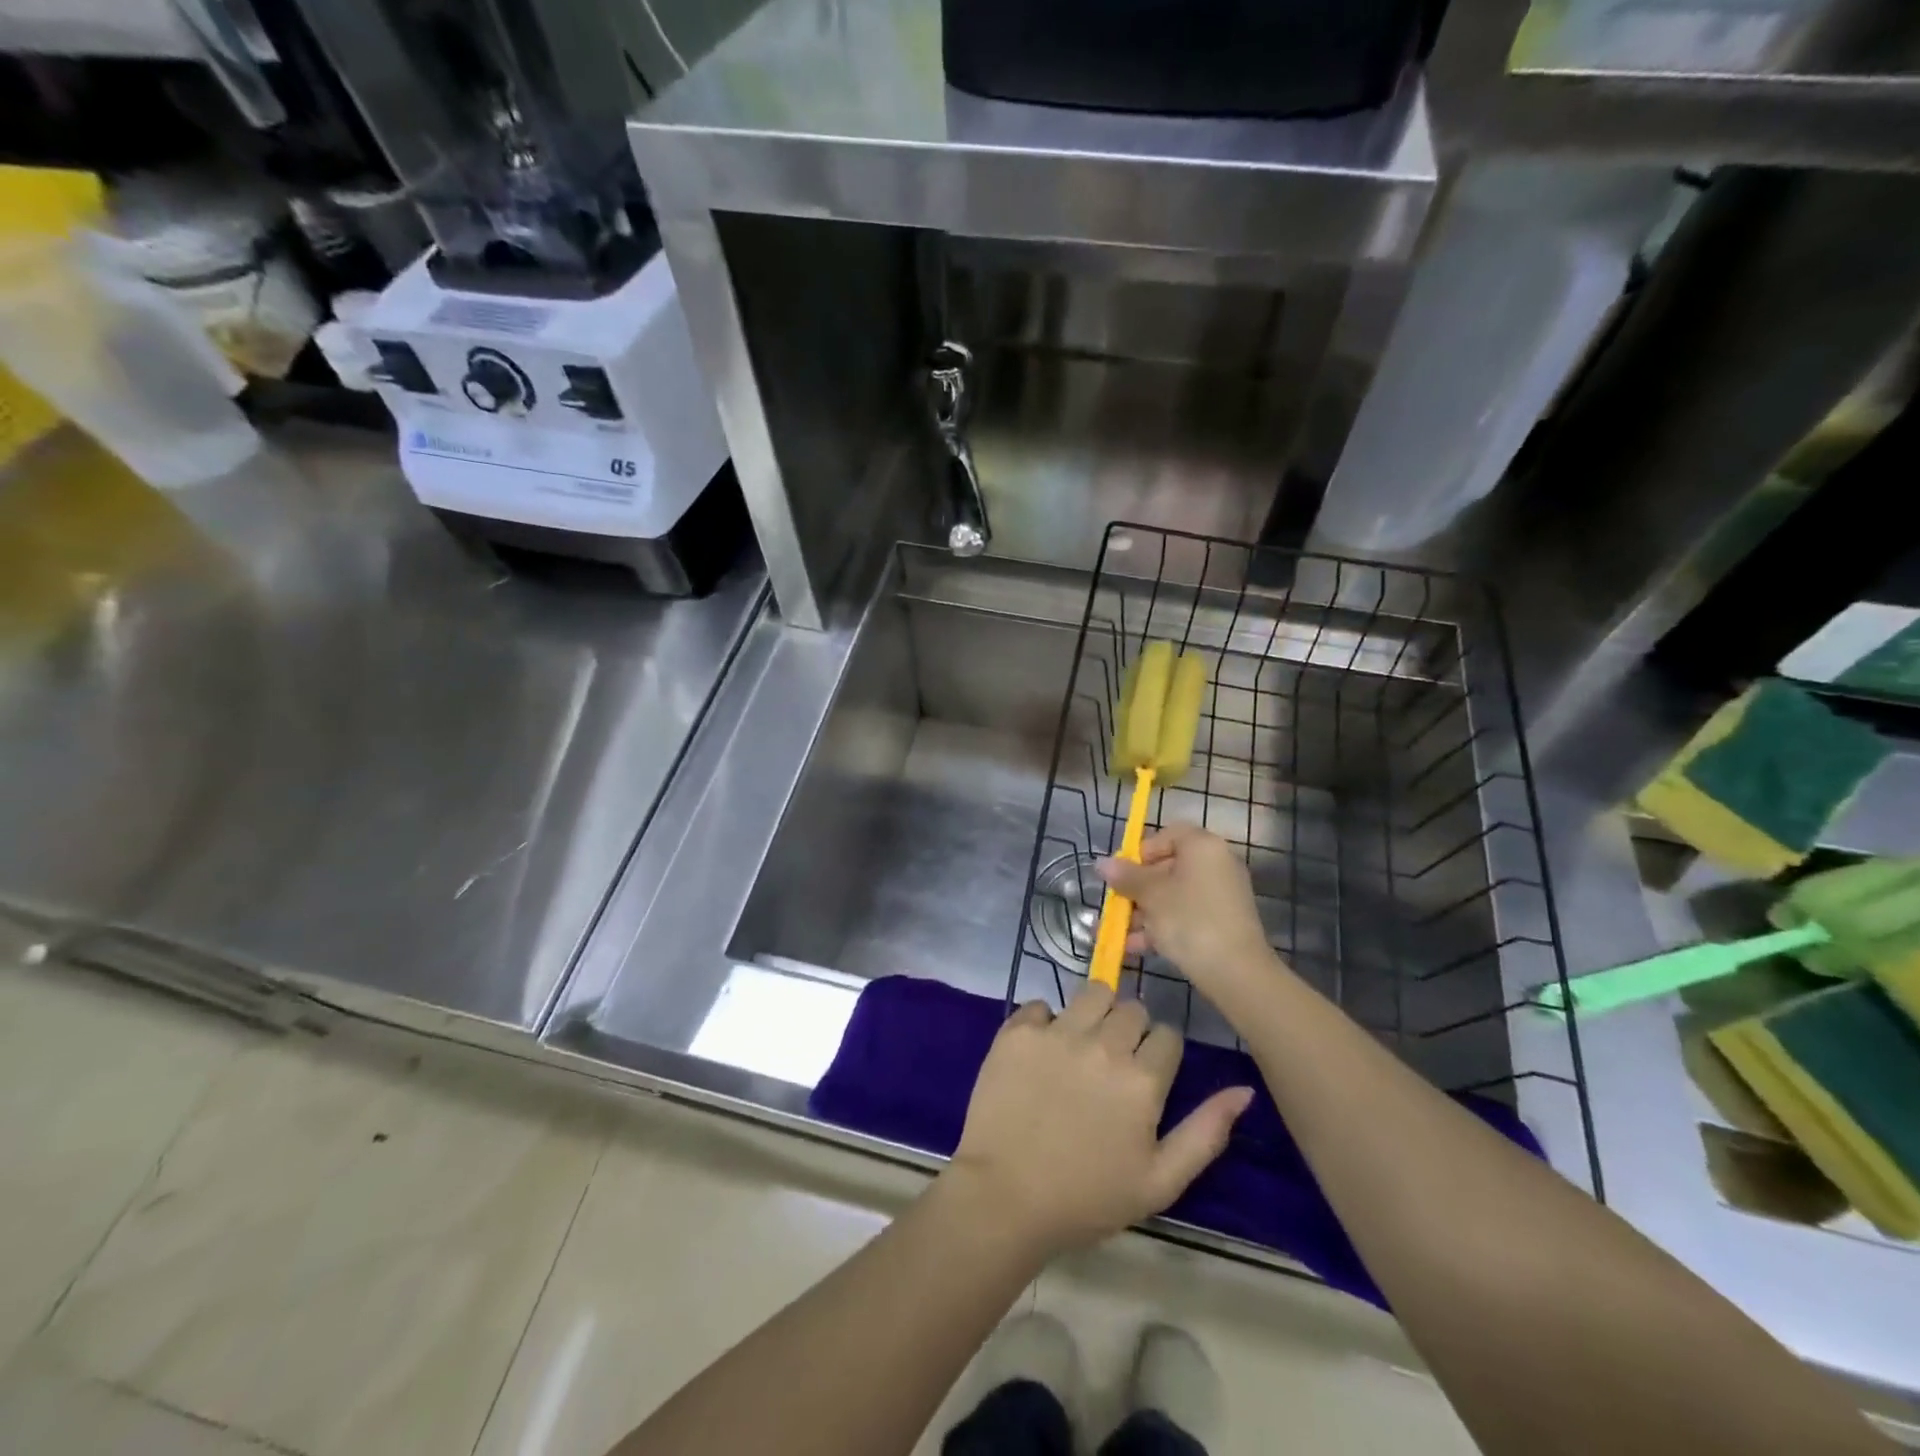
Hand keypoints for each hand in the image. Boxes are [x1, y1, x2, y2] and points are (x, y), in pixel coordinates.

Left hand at [946, 983, 1251, 1259]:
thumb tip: (1244, 1090)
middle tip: (1112, 1064)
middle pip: (1132, 1009)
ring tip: (1081, 1045)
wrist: (1004, 1197)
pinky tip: (1041, 1052)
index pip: (1167, 1036)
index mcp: (1142, 1080)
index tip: (1146, 1075)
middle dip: (1130, 1030)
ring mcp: (1057, 1033)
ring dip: (1094, 1013)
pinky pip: (1041, 1004)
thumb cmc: (1087, 1198)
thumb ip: (1206, 1132)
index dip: (1160, 1054)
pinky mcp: (1018, 1030)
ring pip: (1092, 993)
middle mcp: (1103, 1045)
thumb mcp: (1160, 1181)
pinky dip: (1045, 1022)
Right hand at [1097, 823, 1283, 999]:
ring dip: (1144, 912)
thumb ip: (1126, 877)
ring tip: (1118, 933)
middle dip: (1137, 889)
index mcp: (1203, 847)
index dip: (1141, 851)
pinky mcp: (1222, 922)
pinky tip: (1135, 947)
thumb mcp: (1150, 895)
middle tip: (1116, 906)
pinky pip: (1186, 915)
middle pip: (1168, 867)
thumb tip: (1102, 863)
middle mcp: (1216, 864)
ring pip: (1174, 895)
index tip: (1123, 873)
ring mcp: (1221, 895)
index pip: (1168, 835)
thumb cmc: (1189, 920)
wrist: (1236, 972)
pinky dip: (1162, 926)